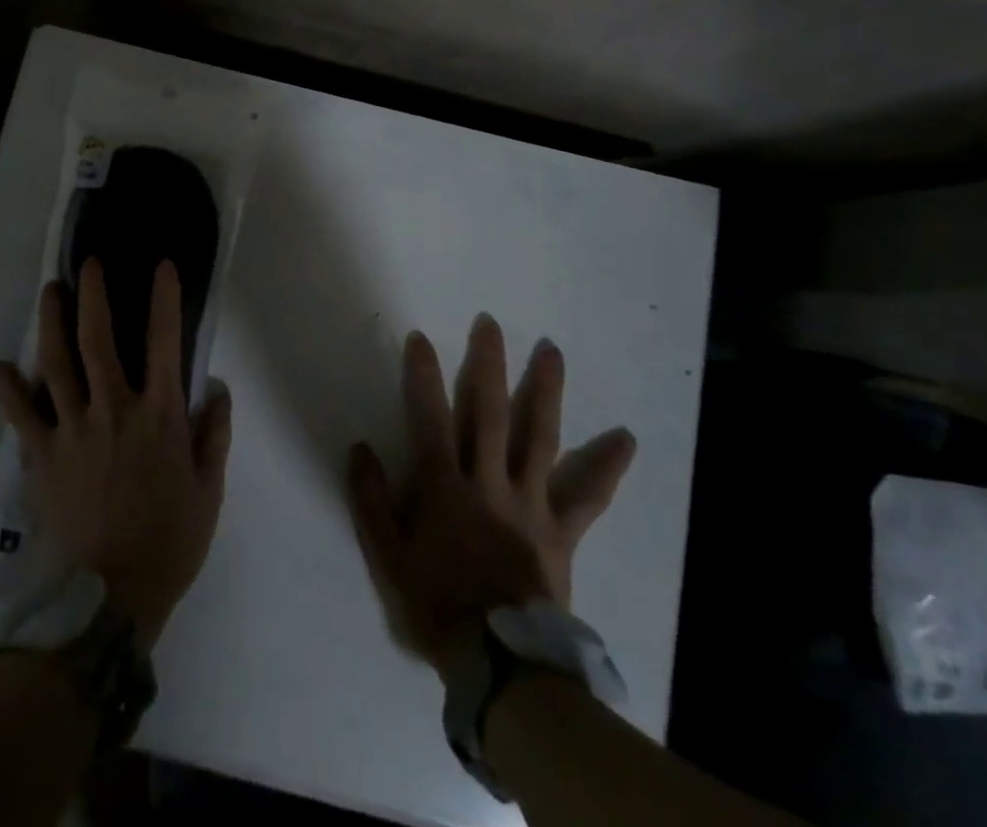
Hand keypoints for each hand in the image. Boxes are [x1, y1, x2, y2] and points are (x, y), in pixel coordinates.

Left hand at [0, 258, 232, 649]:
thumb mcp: (209, 490)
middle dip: (93, 295)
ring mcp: (72, 431)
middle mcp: (112, 410)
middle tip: (88, 264)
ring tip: (49, 292)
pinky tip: (0, 369)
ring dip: (51, 323)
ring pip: (56, 363)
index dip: (164, 300)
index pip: (164, 343)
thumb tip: (215, 388)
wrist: (111, 598)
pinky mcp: (42, 457)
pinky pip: (21, 416)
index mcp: (158, 416)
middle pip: (98, 340)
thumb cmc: (168, 540)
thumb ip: (214, 434)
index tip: (161, 266)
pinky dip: (9, 390)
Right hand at [348, 315, 634, 678]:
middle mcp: (489, 482)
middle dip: (488, 364)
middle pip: (489, 413)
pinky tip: (627, 438)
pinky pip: (587, 495)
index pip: (430, 418)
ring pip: (539, 436)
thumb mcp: (387, 556)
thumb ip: (371, 500)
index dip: (422, 376)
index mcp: (445, 486)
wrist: (499, 664)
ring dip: (545, 390)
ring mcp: (530, 502)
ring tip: (552, 350)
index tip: (419, 338)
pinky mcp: (561, 529)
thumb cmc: (436, 604)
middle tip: (490, 323)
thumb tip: (359, 447)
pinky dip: (606, 466)